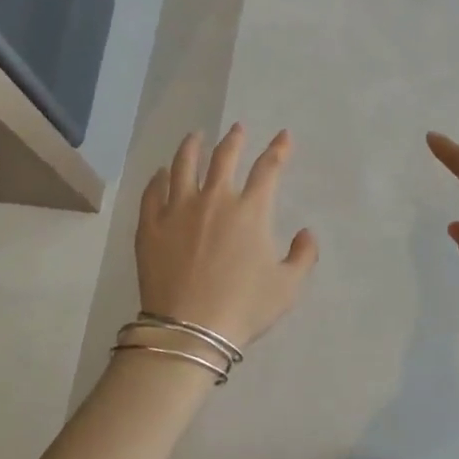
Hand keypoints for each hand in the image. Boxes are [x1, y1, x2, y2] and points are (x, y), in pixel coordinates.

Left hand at [136, 125, 319, 349]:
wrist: (190, 330)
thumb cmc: (243, 308)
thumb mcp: (287, 287)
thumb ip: (303, 256)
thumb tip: (306, 233)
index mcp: (250, 211)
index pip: (268, 169)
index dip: (279, 149)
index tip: (283, 136)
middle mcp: (215, 199)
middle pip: (224, 157)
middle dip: (234, 139)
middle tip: (237, 128)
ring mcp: (178, 210)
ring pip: (184, 165)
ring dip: (192, 147)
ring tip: (195, 137)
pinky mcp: (151, 226)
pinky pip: (153, 192)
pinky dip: (158, 179)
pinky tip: (161, 173)